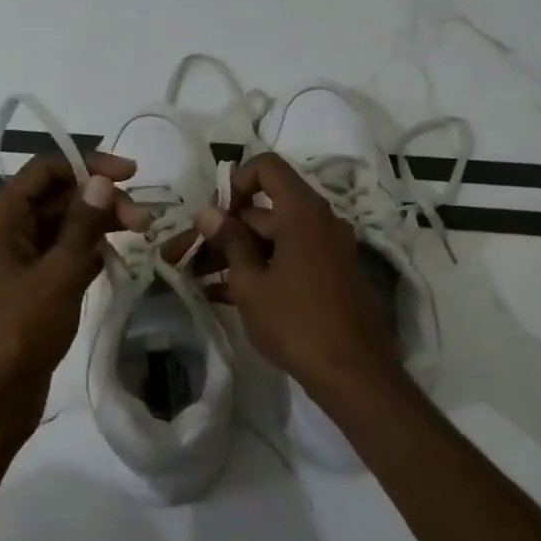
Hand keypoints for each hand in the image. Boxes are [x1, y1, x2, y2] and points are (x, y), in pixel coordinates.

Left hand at [0, 152, 150, 432]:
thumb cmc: (19, 331)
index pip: (45, 170)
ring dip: (98, 225)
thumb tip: (101, 180)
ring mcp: (18, 261)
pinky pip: (63, 255)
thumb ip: (82, 225)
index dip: (88, 164)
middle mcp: (7, 232)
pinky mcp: (31, 287)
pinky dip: (88, 251)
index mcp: (2, 219)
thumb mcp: (58, 274)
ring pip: (63, 226)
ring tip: (141, 234)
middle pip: (57, 196)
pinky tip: (116, 259)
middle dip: (100, 199)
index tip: (131, 175)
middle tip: (143, 220)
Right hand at [194, 153, 399, 392]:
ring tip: (199, 279)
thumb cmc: (295, 322)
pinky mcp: (329, 274)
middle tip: (189, 257)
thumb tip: (207, 211)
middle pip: (264, 209)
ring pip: (273, 237)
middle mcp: (320, 221)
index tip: (214, 218)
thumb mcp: (251, 282)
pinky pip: (288, 258)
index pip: (267, 168)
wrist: (352, 373)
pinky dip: (259, 268)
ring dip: (237, 253)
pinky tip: (223, 294)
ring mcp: (327, 249)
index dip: (235, 183)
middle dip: (225, 230)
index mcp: (302, 212)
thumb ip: (229, 241)